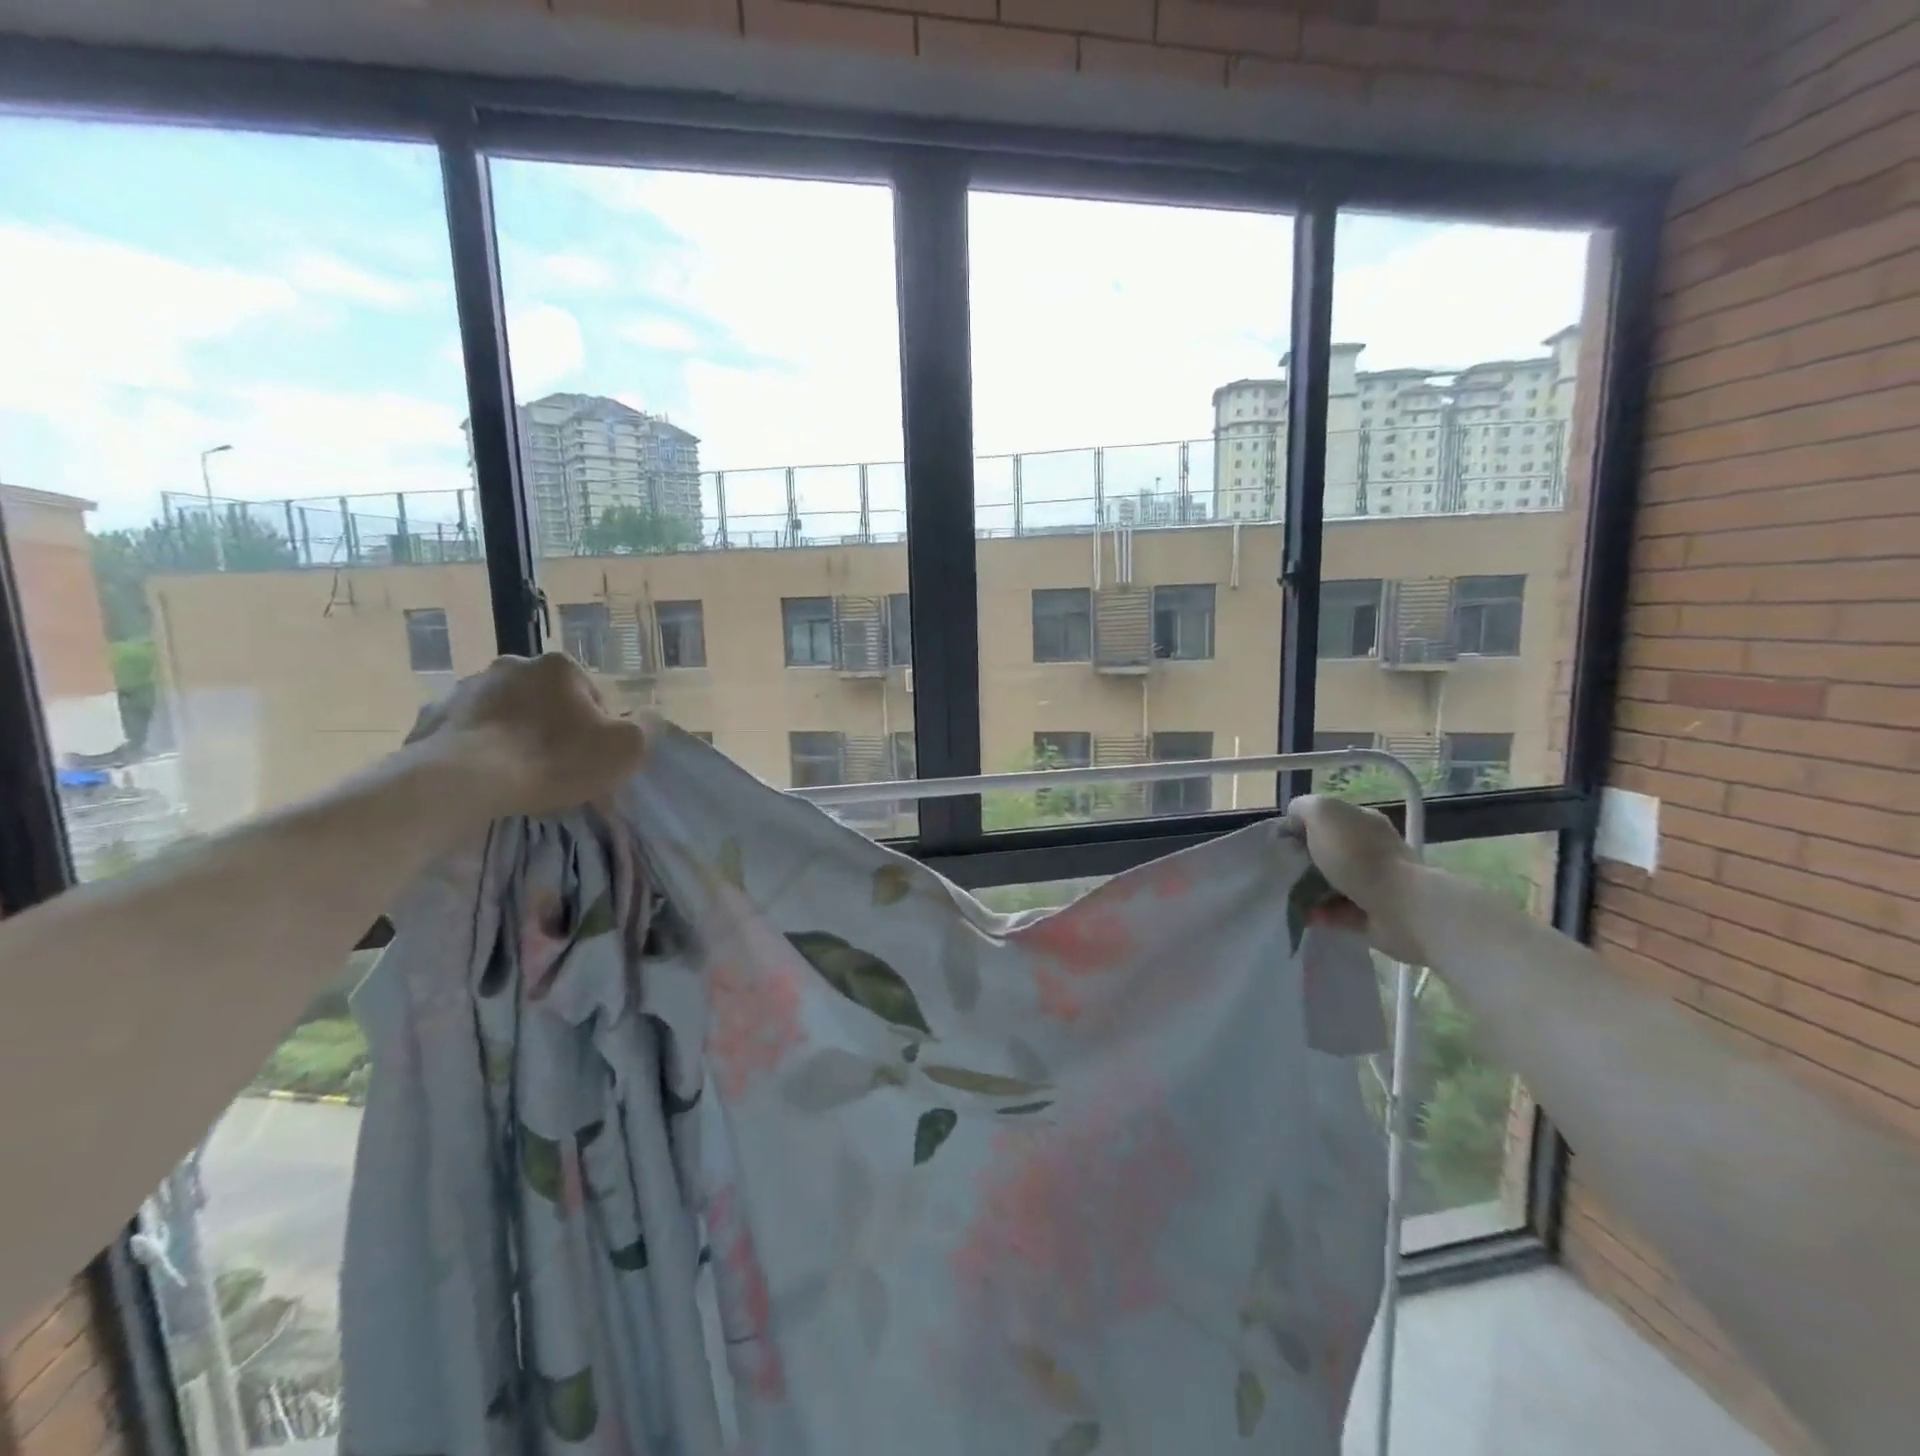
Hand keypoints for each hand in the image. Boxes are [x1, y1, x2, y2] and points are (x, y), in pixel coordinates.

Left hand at [409, 653, 652, 818]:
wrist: (463, 782)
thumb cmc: (555, 760)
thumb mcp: (627, 748)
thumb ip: (647, 727)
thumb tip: (650, 716)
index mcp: (560, 667)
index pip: (593, 696)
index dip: (598, 729)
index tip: (591, 759)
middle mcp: (513, 664)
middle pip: (547, 699)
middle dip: (554, 725)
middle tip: (556, 767)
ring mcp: (467, 688)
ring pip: (505, 712)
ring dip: (514, 733)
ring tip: (517, 774)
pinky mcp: (433, 715)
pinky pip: (467, 730)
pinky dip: (477, 747)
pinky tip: (484, 775)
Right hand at [1284, 794, 1427, 964]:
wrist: (1400, 905)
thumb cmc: (1356, 854)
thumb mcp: (1321, 813)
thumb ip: (1302, 808)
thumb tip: (1295, 823)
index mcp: (1362, 820)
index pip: (1326, 818)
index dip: (1300, 827)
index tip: (1282, 843)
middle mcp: (1372, 848)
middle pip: (1328, 851)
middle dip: (1304, 862)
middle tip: (1282, 871)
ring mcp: (1376, 881)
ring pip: (1333, 883)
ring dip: (1310, 891)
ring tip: (1290, 898)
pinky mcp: (1376, 913)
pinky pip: (1340, 912)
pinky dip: (1323, 914)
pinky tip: (1307, 916)